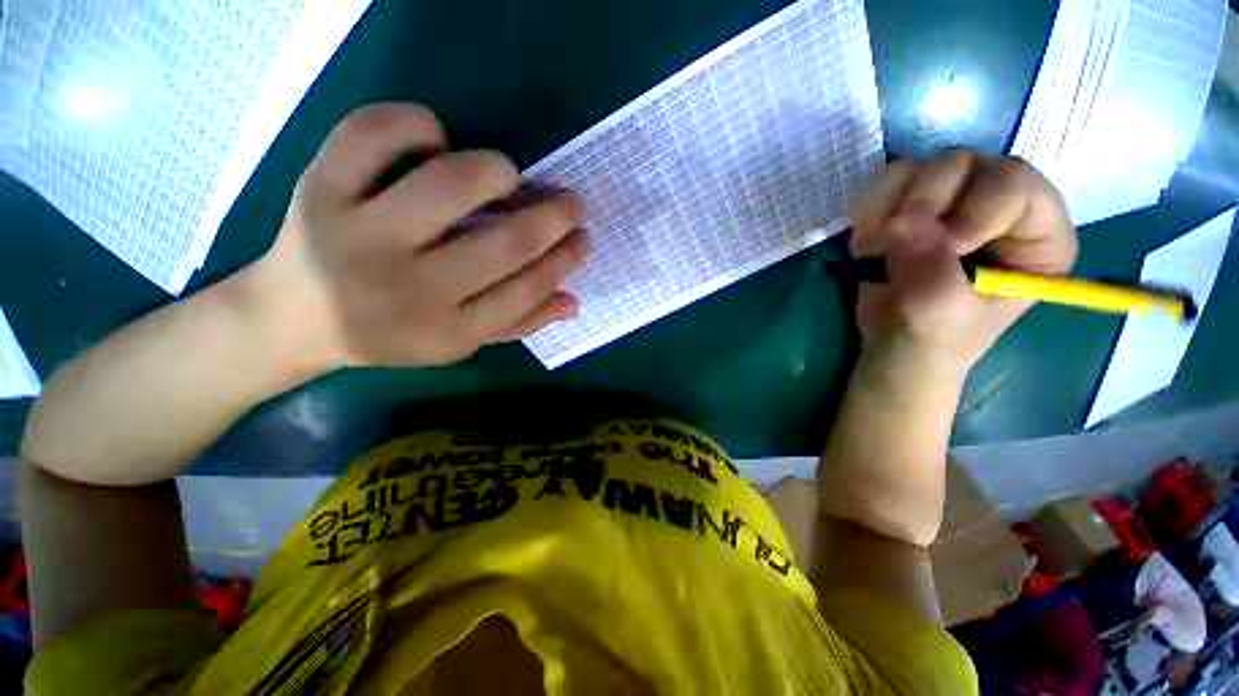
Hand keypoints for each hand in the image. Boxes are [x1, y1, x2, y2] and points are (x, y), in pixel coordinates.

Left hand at [243, 103, 588, 370]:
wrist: (292, 319)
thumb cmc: (389, 334)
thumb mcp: (458, 342)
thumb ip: (518, 323)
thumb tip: (572, 301)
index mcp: (446, 331)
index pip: (526, 290)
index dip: (563, 260)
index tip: (582, 238)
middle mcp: (408, 289)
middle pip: (504, 244)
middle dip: (552, 218)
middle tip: (571, 203)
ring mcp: (359, 235)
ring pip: (447, 185)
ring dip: (496, 171)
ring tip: (508, 176)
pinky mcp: (319, 189)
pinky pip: (372, 134)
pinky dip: (415, 122)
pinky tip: (435, 137)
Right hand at [848, 149, 1076, 373]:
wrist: (893, 346)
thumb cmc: (932, 338)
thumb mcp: (939, 311)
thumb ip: (929, 266)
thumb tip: (898, 223)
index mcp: (1038, 236)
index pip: (1016, 184)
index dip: (974, 210)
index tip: (942, 250)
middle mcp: (1002, 207)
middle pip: (968, 165)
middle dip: (924, 205)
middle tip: (893, 244)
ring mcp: (954, 201)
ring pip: (923, 166)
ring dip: (889, 208)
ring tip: (874, 249)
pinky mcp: (914, 204)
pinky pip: (889, 181)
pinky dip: (869, 209)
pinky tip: (866, 243)